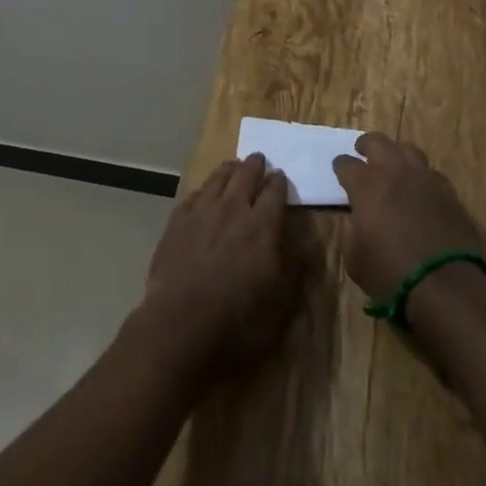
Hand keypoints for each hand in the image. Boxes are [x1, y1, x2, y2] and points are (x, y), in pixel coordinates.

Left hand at [134, 154, 303, 379]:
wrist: (181, 324)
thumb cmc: (239, 318)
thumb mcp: (281, 300)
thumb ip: (295, 264)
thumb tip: (308, 239)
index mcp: (263, 223)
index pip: (275, 189)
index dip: (279, 181)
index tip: (281, 177)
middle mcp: (233, 207)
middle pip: (246, 173)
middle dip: (255, 164)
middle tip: (258, 160)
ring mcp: (202, 210)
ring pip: (218, 177)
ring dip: (229, 170)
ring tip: (233, 167)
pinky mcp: (177, 220)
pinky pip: (194, 195)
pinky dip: (204, 191)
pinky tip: (204, 195)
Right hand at [331, 133, 485, 299]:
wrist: (446, 284)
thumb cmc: (391, 274)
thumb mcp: (354, 259)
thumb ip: (351, 231)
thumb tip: (357, 219)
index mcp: (366, 185)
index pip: (346, 164)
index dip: (341, 166)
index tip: (339, 170)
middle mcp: (394, 171)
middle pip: (377, 141)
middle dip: (366, 145)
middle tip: (362, 153)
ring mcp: (423, 177)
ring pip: (407, 149)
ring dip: (396, 154)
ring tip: (393, 165)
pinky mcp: (447, 190)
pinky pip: (430, 171)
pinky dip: (421, 175)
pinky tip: (420, 188)